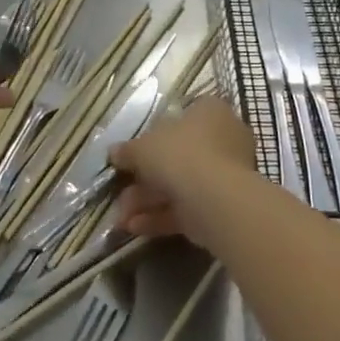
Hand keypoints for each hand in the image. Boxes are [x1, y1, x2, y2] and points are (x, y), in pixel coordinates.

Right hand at [109, 97, 255, 243]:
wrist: (215, 199)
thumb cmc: (179, 154)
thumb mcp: (142, 147)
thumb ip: (127, 150)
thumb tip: (114, 153)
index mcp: (210, 112)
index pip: (184, 116)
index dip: (156, 133)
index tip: (135, 150)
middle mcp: (223, 140)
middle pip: (178, 156)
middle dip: (144, 179)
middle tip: (121, 192)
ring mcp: (225, 175)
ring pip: (180, 186)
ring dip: (148, 202)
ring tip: (121, 219)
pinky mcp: (222, 206)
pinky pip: (187, 208)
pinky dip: (161, 217)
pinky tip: (134, 228)